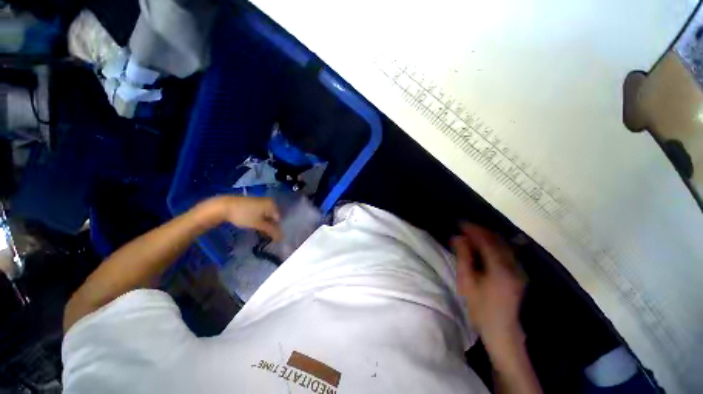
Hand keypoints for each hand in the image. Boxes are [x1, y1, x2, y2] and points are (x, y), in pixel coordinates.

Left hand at [212, 196, 282, 240]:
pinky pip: (261, 213)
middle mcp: (269, 201)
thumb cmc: (244, 215)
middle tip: (264, 235)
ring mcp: (261, 201)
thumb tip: (281, 238)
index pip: (279, 219)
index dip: (275, 229)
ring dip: (265, 224)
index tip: (270, 237)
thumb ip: (271, 231)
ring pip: (267, 215)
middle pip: (273, 217)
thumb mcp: (258, 224)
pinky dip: (260, 220)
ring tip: (259, 232)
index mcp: (273, 205)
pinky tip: (254, 225)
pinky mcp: (254, 203)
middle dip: (270, 227)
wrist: (224, 206)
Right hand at [452, 223, 525, 354]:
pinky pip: (507, 251)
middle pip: (497, 240)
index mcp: (500, 269)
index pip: (486, 241)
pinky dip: (494, 244)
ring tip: (472, 234)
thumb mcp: (466, 282)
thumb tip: (457, 237)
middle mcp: (514, 265)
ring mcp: (519, 269)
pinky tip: (484, 244)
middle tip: (464, 227)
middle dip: (480, 230)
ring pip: (504, 244)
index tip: (460, 223)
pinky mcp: (519, 273)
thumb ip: (463, 257)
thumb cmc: (480, 307)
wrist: (502, 330)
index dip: (473, 230)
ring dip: (487, 236)